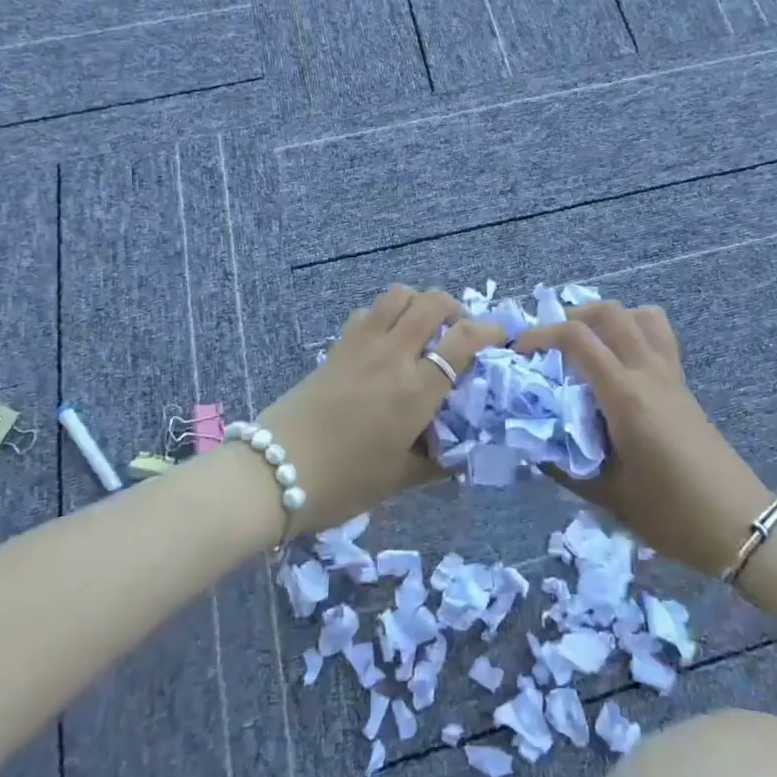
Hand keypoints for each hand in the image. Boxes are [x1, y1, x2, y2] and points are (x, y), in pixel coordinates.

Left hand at [258, 285, 506, 534]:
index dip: (490, 330)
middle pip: (433, 301)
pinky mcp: (337, 345)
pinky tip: (384, 342)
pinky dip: (385, 315)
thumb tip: (463, 455)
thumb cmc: (344, 482)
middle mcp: (393, 355)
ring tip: (422, 329)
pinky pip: (368, 311)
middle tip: (458, 332)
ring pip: (399, 294)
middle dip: (456, 308)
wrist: (275, 473)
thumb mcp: (399, 478)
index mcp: (416, 389)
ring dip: (419, 303)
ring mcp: (362, 344)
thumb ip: (437, 461)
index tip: (501, 337)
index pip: (464, 338)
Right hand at [515, 301, 772, 577]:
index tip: (518, 351)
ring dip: (606, 318)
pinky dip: (632, 329)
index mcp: (626, 396)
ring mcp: (671, 374)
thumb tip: (530, 443)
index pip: (578, 339)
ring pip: (639, 315)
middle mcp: (649, 372)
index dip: (541, 335)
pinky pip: (658, 334)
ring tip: (585, 345)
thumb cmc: (671, 514)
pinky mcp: (683, 383)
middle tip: (549, 345)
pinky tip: (618, 363)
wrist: (737, 524)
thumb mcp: (608, 495)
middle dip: (571, 317)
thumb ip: (564, 465)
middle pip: (609, 312)